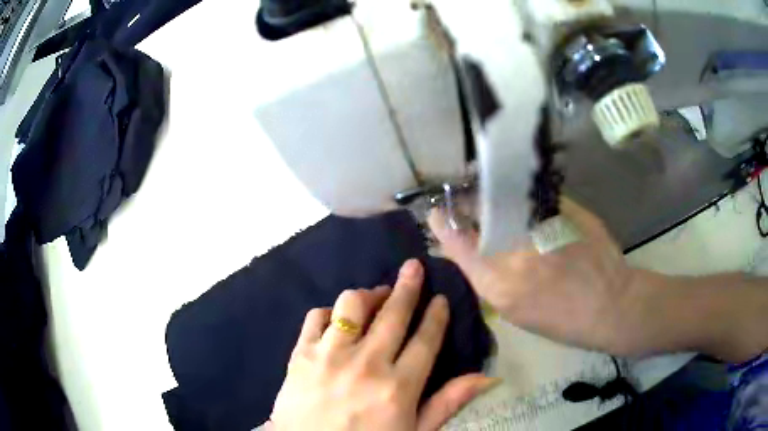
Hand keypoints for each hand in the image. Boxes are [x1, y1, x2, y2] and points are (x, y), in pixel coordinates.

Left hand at [268, 259, 496, 430]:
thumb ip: (447, 403)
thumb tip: (486, 377)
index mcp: (398, 387)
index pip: (425, 340)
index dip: (435, 316)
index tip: (441, 297)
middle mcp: (366, 364)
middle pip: (393, 314)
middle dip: (408, 286)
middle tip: (414, 267)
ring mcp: (330, 356)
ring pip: (352, 305)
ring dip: (368, 296)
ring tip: (375, 297)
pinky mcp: (301, 354)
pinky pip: (316, 317)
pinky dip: (330, 312)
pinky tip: (338, 320)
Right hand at [428, 199, 646, 355]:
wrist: (608, 304)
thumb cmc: (560, 319)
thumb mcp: (515, 310)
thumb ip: (489, 277)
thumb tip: (472, 249)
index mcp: (497, 283)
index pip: (455, 241)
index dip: (442, 222)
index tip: (438, 213)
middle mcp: (513, 250)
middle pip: (476, 210)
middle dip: (466, 201)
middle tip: (466, 197)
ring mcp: (539, 224)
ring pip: (502, 196)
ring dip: (492, 192)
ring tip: (493, 194)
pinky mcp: (563, 208)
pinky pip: (531, 193)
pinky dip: (521, 191)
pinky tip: (524, 196)